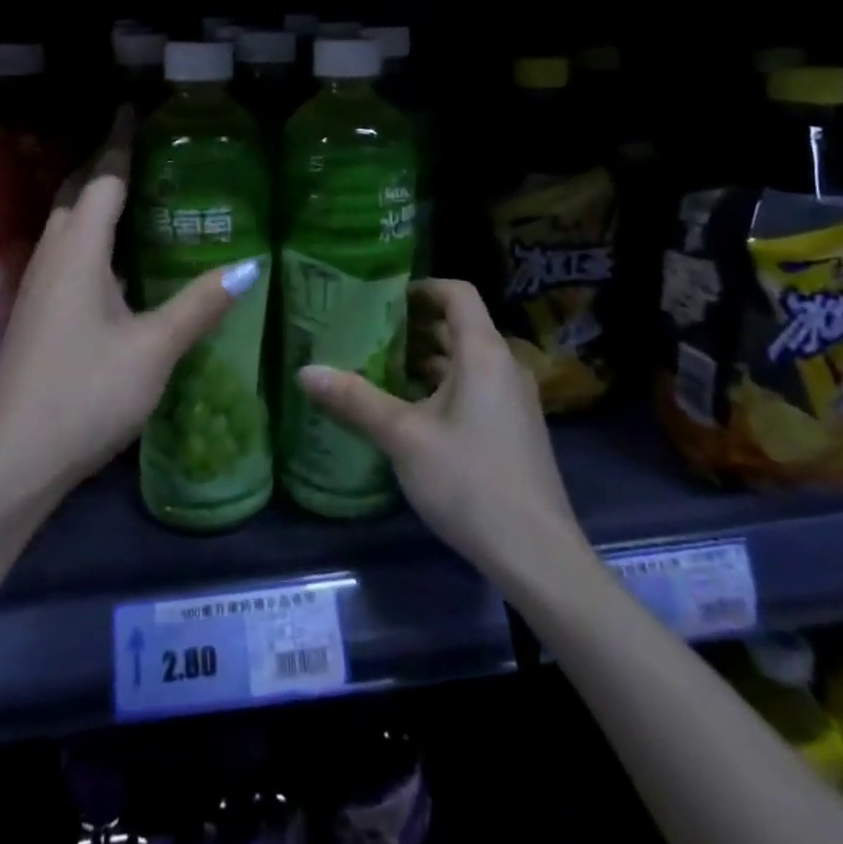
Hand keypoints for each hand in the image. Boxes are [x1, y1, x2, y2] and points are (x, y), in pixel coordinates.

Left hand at [0, 113, 265, 503]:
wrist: (13, 460)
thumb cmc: (86, 393)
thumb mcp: (154, 349)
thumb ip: (199, 303)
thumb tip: (249, 264)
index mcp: (78, 253)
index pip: (103, 180)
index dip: (120, 143)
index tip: (134, 110)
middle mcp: (52, 258)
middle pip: (78, 195)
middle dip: (105, 166)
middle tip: (144, 151)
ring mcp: (38, 287)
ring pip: (67, 226)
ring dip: (94, 202)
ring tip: (135, 196)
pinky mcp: (36, 314)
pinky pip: (65, 254)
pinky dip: (90, 237)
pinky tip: (115, 261)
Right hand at [297, 279, 586, 580]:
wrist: (537, 555)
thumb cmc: (470, 481)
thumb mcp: (403, 437)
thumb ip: (355, 400)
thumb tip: (305, 371)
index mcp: (484, 353)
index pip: (457, 293)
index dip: (421, 288)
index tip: (382, 300)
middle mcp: (504, 366)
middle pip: (458, 326)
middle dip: (413, 326)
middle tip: (366, 333)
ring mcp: (513, 399)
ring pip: (465, 361)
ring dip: (425, 359)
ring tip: (378, 368)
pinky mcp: (513, 429)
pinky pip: (475, 387)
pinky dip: (442, 385)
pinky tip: (409, 410)